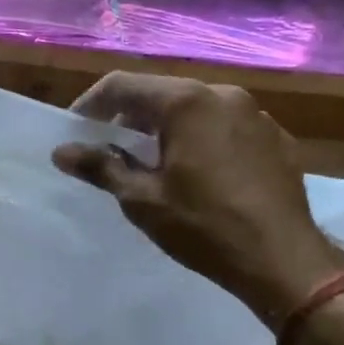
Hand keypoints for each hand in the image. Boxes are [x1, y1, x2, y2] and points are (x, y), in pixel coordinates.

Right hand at [51, 73, 343, 326]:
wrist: (282, 259)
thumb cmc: (204, 227)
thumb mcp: (142, 199)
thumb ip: (100, 167)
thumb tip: (61, 152)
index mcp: (186, 102)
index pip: (123, 85)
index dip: (91, 105)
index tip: (75, 132)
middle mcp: (223, 95)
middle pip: (161, 94)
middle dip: (128, 118)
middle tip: (109, 151)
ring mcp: (255, 114)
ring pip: (195, 109)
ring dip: (166, 129)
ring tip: (151, 165)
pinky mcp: (275, 137)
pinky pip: (224, 127)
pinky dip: (200, 139)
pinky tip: (197, 175)